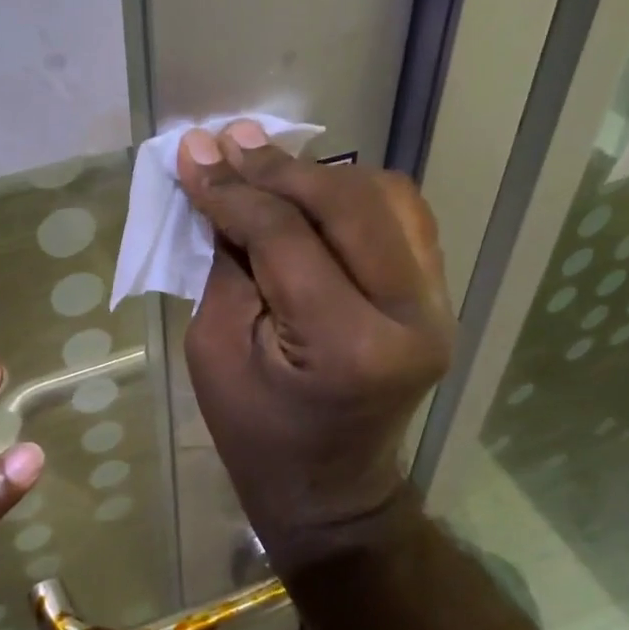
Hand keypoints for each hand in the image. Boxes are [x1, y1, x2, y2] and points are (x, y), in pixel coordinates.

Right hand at [177, 120, 454, 566]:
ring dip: (320, 176)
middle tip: (226, 141)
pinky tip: (313, 192)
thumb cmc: (257, 434)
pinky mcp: (436, 299)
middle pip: (347, 204)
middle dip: (278, 168)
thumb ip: (225, 262)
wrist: (329, 489)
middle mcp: (409, 316)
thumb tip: (219, 185)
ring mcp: (435, 305)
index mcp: (347, 344)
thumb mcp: (215, 350)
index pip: (286, 237)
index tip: (192, 155)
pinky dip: (354, 196)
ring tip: (265, 163)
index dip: (233, 190)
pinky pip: (402, 220)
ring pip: (386, 199)